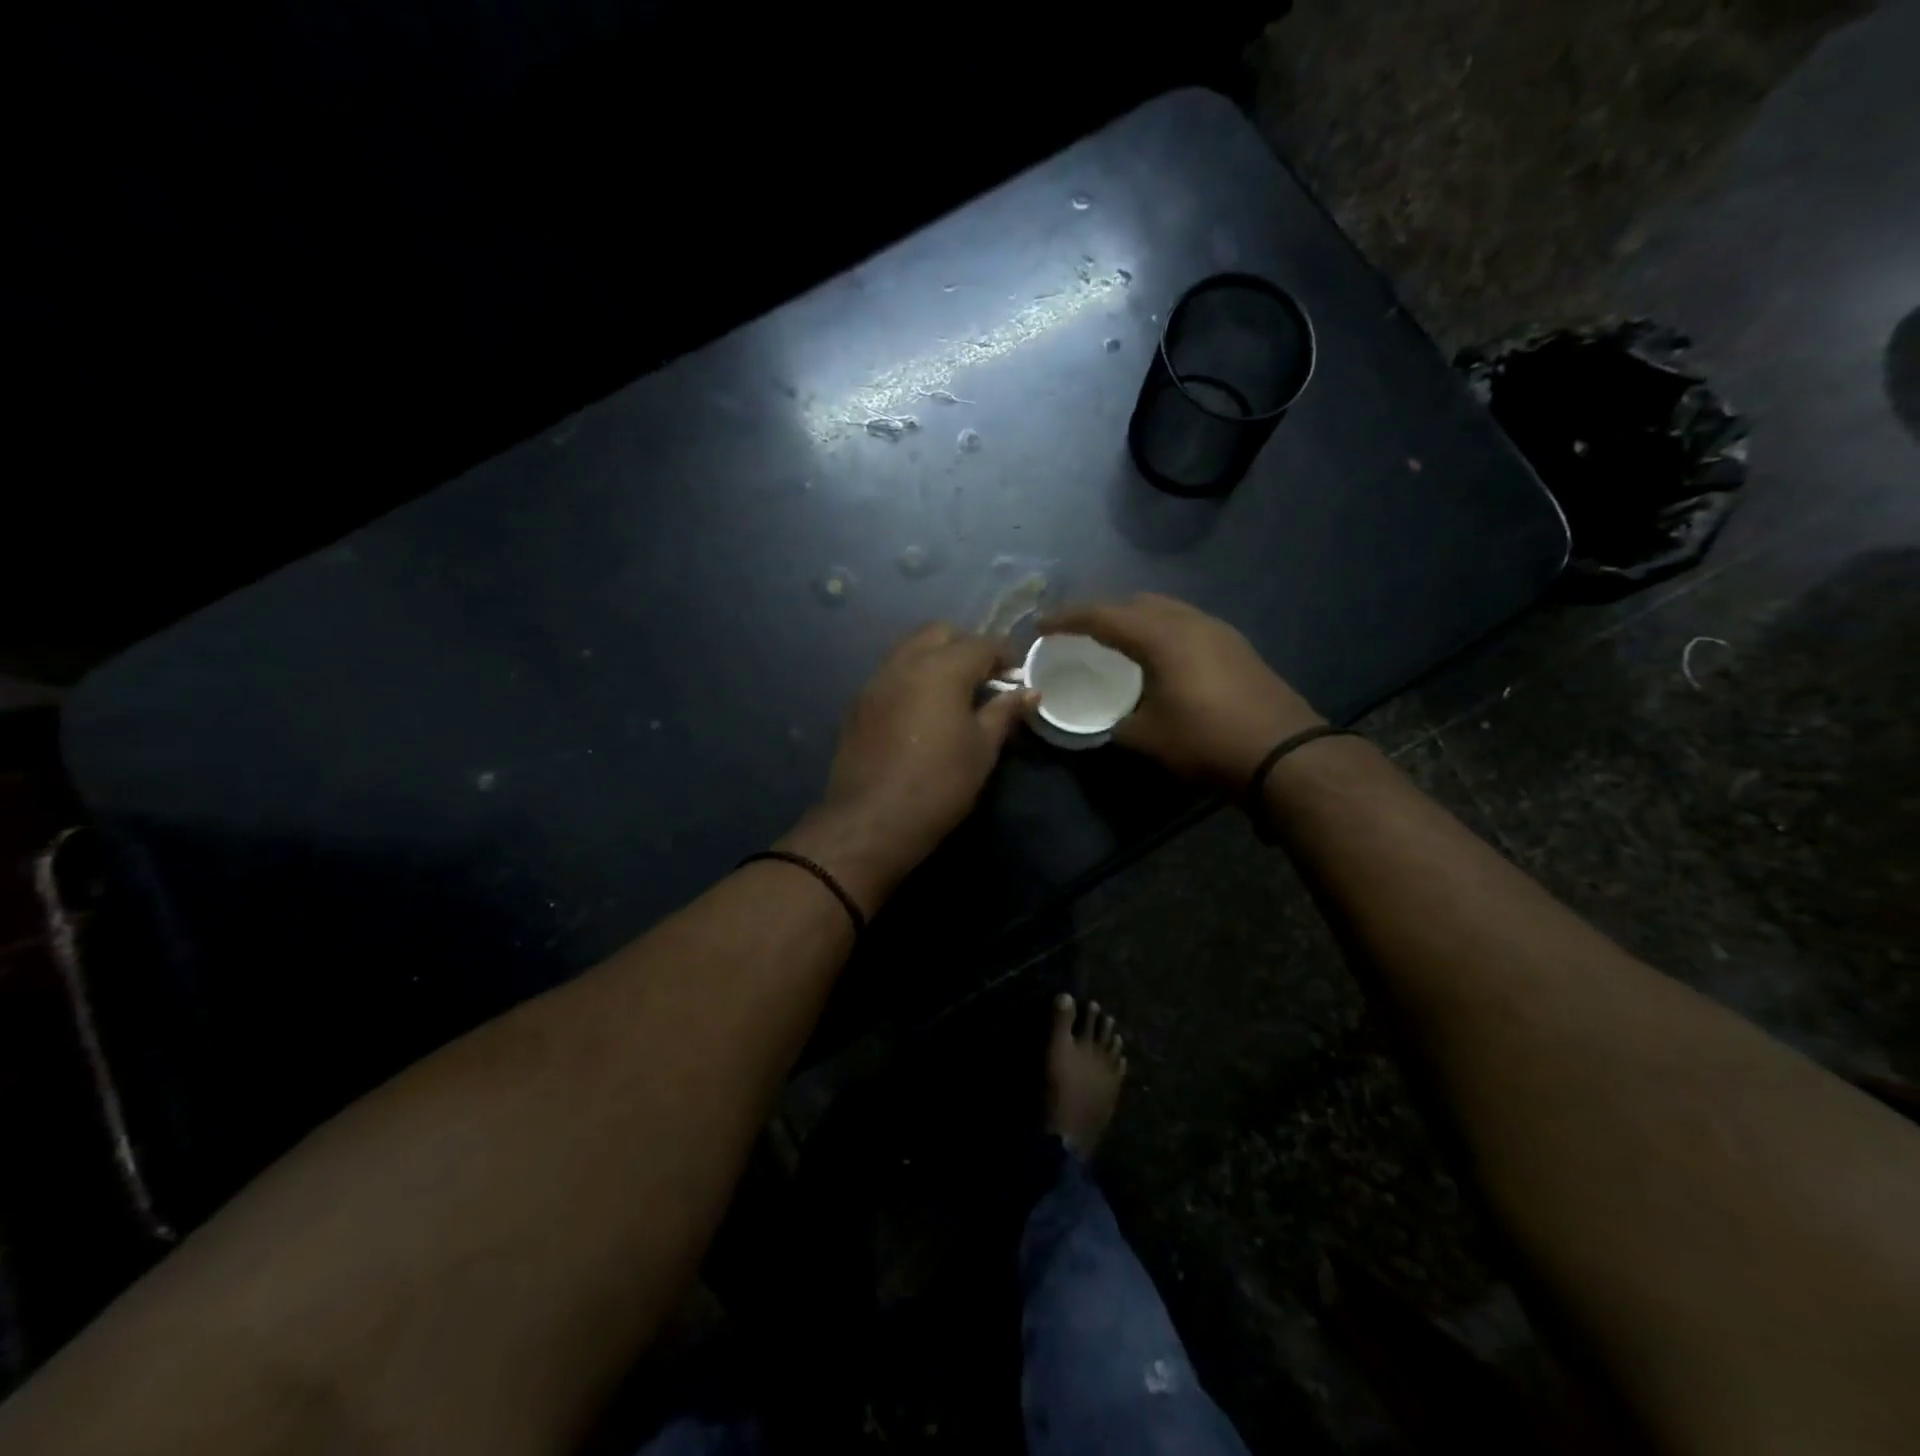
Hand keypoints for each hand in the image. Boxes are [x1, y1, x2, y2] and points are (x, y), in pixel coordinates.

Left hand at [781, 624, 1032, 912]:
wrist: (873, 819)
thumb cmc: (940, 783)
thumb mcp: (982, 748)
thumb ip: (1004, 712)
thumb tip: (1029, 692)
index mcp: (942, 668)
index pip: (981, 644)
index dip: (1005, 655)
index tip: (1018, 675)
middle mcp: (905, 662)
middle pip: (940, 633)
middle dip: (966, 646)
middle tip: (984, 678)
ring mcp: (876, 680)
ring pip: (910, 649)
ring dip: (935, 657)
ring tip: (953, 692)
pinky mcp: (859, 703)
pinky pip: (891, 673)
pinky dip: (912, 677)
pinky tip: (922, 708)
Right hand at [1041, 594, 1322, 789]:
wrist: (1283, 754)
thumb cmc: (1206, 741)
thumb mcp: (1148, 738)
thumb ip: (1117, 723)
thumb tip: (1109, 722)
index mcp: (1161, 636)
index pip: (1103, 616)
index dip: (1067, 618)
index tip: (1041, 625)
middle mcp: (1189, 622)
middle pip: (1137, 603)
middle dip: (1103, 613)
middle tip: (1079, 633)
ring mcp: (1218, 631)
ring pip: (1166, 611)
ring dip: (1136, 620)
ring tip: (1117, 642)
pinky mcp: (1236, 647)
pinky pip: (1187, 625)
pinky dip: (1162, 632)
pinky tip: (1159, 658)